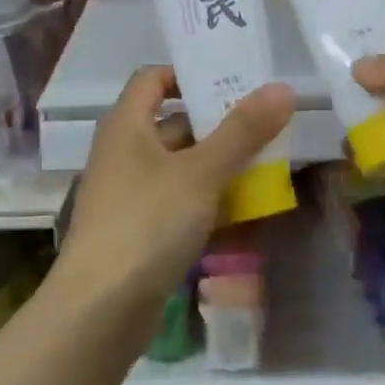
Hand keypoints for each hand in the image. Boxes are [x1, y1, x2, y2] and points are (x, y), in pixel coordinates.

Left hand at [58, 66, 294, 303]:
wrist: (100, 310)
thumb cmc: (147, 223)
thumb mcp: (201, 172)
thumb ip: (243, 130)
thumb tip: (283, 88)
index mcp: (127, 125)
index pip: (153, 78)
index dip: (189, 74)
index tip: (234, 81)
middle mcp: (124, 153)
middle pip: (174, 123)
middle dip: (219, 123)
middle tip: (268, 122)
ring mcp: (131, 194)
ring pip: (181, 166)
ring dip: (220, 163)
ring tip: (268, 161)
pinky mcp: (140, 230)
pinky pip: (179, 201)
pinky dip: (209, 198)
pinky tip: (245, 207)